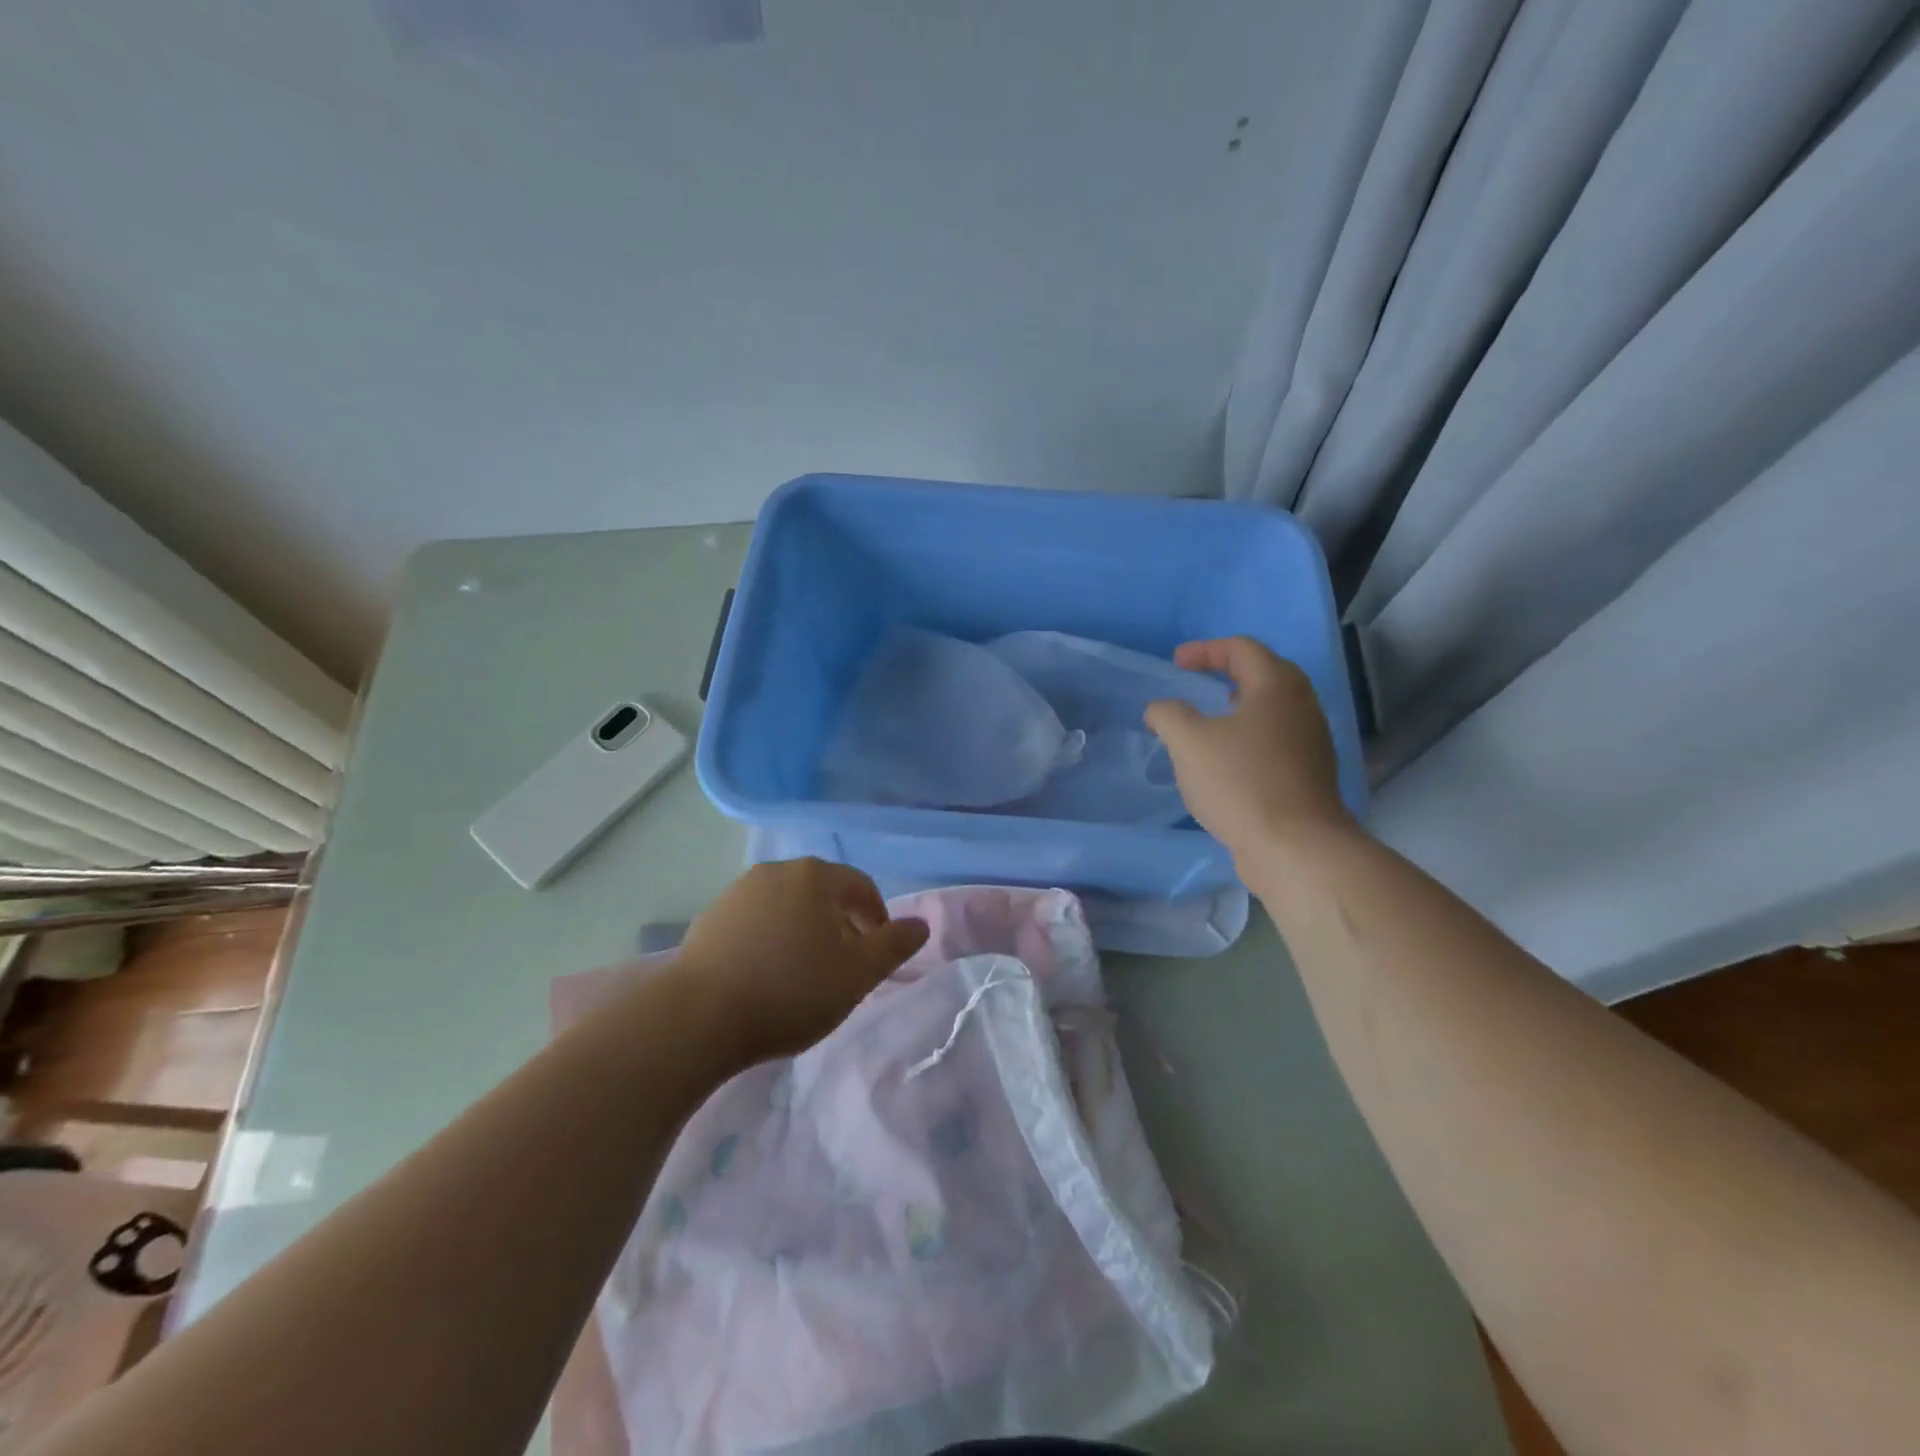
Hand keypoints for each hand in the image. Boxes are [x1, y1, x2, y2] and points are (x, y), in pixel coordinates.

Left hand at [673, 858, 929, 1064]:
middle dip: (840, 924)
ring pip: (787, 906)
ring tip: (803, 973)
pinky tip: (765, 975)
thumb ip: (894, 945)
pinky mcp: (710, 917)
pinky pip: (755, 922)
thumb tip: (920, 924)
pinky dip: (770, 939)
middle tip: (843, 966)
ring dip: (803, 931)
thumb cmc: (792, 990)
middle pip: (823, 893)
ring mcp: (738, 891)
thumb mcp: (858, 974)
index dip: (877, 919)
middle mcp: (777, 871)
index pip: (861, 887)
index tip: (877, 954)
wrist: (699, 1016)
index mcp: (816, 876)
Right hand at [1145, 637, 1353, 870]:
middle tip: (1197, 683)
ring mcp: (1311, 741)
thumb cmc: (1240, 782)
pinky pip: (1275, 739)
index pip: (1242, 649)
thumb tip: (1161, 709)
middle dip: (1226, 673)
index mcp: (1277, 686)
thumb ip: (1168, 715)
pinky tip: (1225, 761)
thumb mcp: (1188, 742)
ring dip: (1237, 708)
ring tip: (1207, 722)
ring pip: (1271, 710)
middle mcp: (1302, 706)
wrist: (1294, 846)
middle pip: (1264, 674)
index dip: (1205, 650)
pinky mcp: (1309, 773)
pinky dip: (1248, 736)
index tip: (1175, 663)